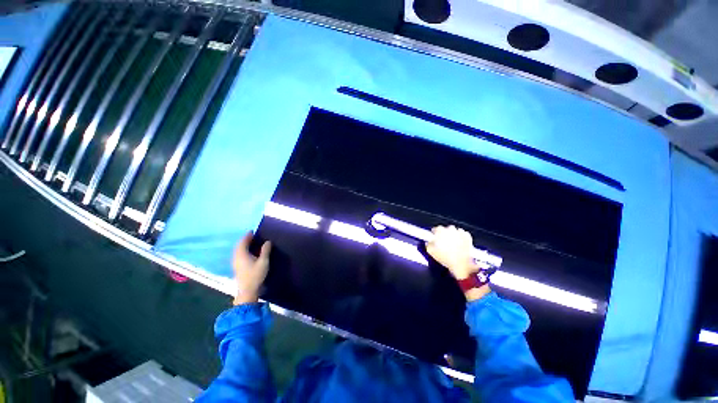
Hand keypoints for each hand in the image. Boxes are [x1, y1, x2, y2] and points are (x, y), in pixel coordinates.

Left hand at [232, 232, 270, 304]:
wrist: (247, 291)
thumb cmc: (256, 275)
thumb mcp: (263, 261)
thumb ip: (265, 250)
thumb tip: (267, 241)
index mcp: (242, 254)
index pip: (243, 242)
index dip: (247, 236)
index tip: (252, 231)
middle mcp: (236, 257)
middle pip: (239, 246)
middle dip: (245, 240)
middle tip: (253, 236)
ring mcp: (235, 263)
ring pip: (238, 251)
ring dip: (244, 246)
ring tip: (252, 243)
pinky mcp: (237, 268)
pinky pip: (239, 255)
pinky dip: (243, 251)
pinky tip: (249, 253)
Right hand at [426, 225, 477, 279]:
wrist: (461, 264)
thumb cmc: (444, 258)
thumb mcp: (431, 252)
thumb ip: (428, 244)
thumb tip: (428, 242)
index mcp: (440, 231)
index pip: (435, 229)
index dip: (434, 234)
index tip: (434, 239)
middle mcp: (450, 229)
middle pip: (445, 229)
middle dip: (444, 234)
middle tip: (443, 242)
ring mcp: (460, 232)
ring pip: (454, 231)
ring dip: (452, 235)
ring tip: (452, 243)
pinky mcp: (467, 236)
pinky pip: (462, 234)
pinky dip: (461, 237)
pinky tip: (460, 243)